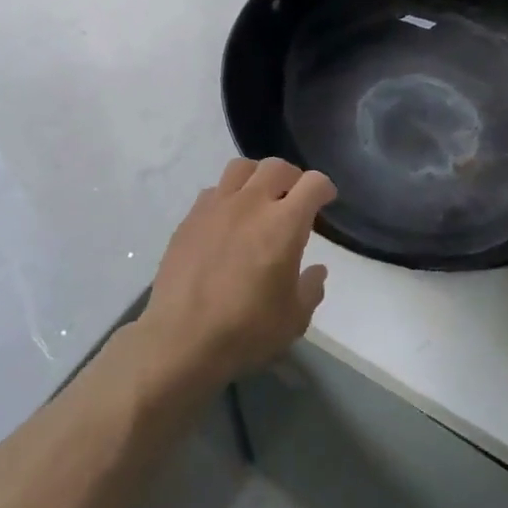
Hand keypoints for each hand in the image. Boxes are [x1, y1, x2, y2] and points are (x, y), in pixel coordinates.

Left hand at [138, 157, 336, 391]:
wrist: (180, 341)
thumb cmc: (246, 330)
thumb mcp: (295, 318)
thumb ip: (311, 288)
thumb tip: (316, 270)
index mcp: (284, 224)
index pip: (313, 183)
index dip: (324, 189)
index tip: (326, 201)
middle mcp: (251, 204)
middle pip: (277, 167)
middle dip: (293, 178)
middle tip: (295, 198)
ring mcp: (216, 208)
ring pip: (241, 168)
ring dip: (258, 177)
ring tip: (260, 199)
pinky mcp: (189, 220)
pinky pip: (214, 191)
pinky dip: (228, 196)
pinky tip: (228, 221)